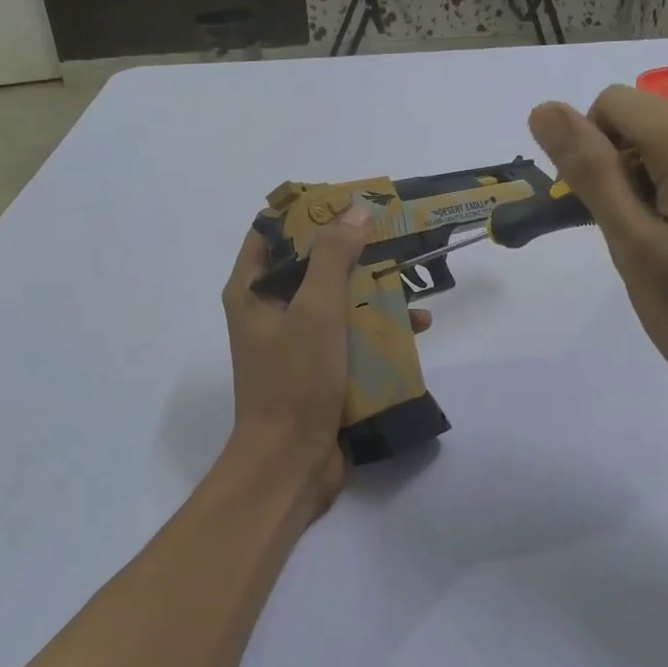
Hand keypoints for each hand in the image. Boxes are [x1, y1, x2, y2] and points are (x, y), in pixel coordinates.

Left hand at [221, 211, 431, 517]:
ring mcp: (294, 343)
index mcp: (252, 291)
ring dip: (371, 289)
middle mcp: (268, 311)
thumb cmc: (296, 380)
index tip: (348, 202)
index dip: (306, 212)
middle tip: (392, 235)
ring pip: (335, 300)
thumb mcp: (316, 310)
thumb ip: (333, 257)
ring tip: (414, 278)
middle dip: (352, 250)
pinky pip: (348, 335)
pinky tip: (416, 327)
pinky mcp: (318, 369)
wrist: (290, 464)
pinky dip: (376, 328)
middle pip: (310, 264)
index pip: (271, 232)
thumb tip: (355, 212)